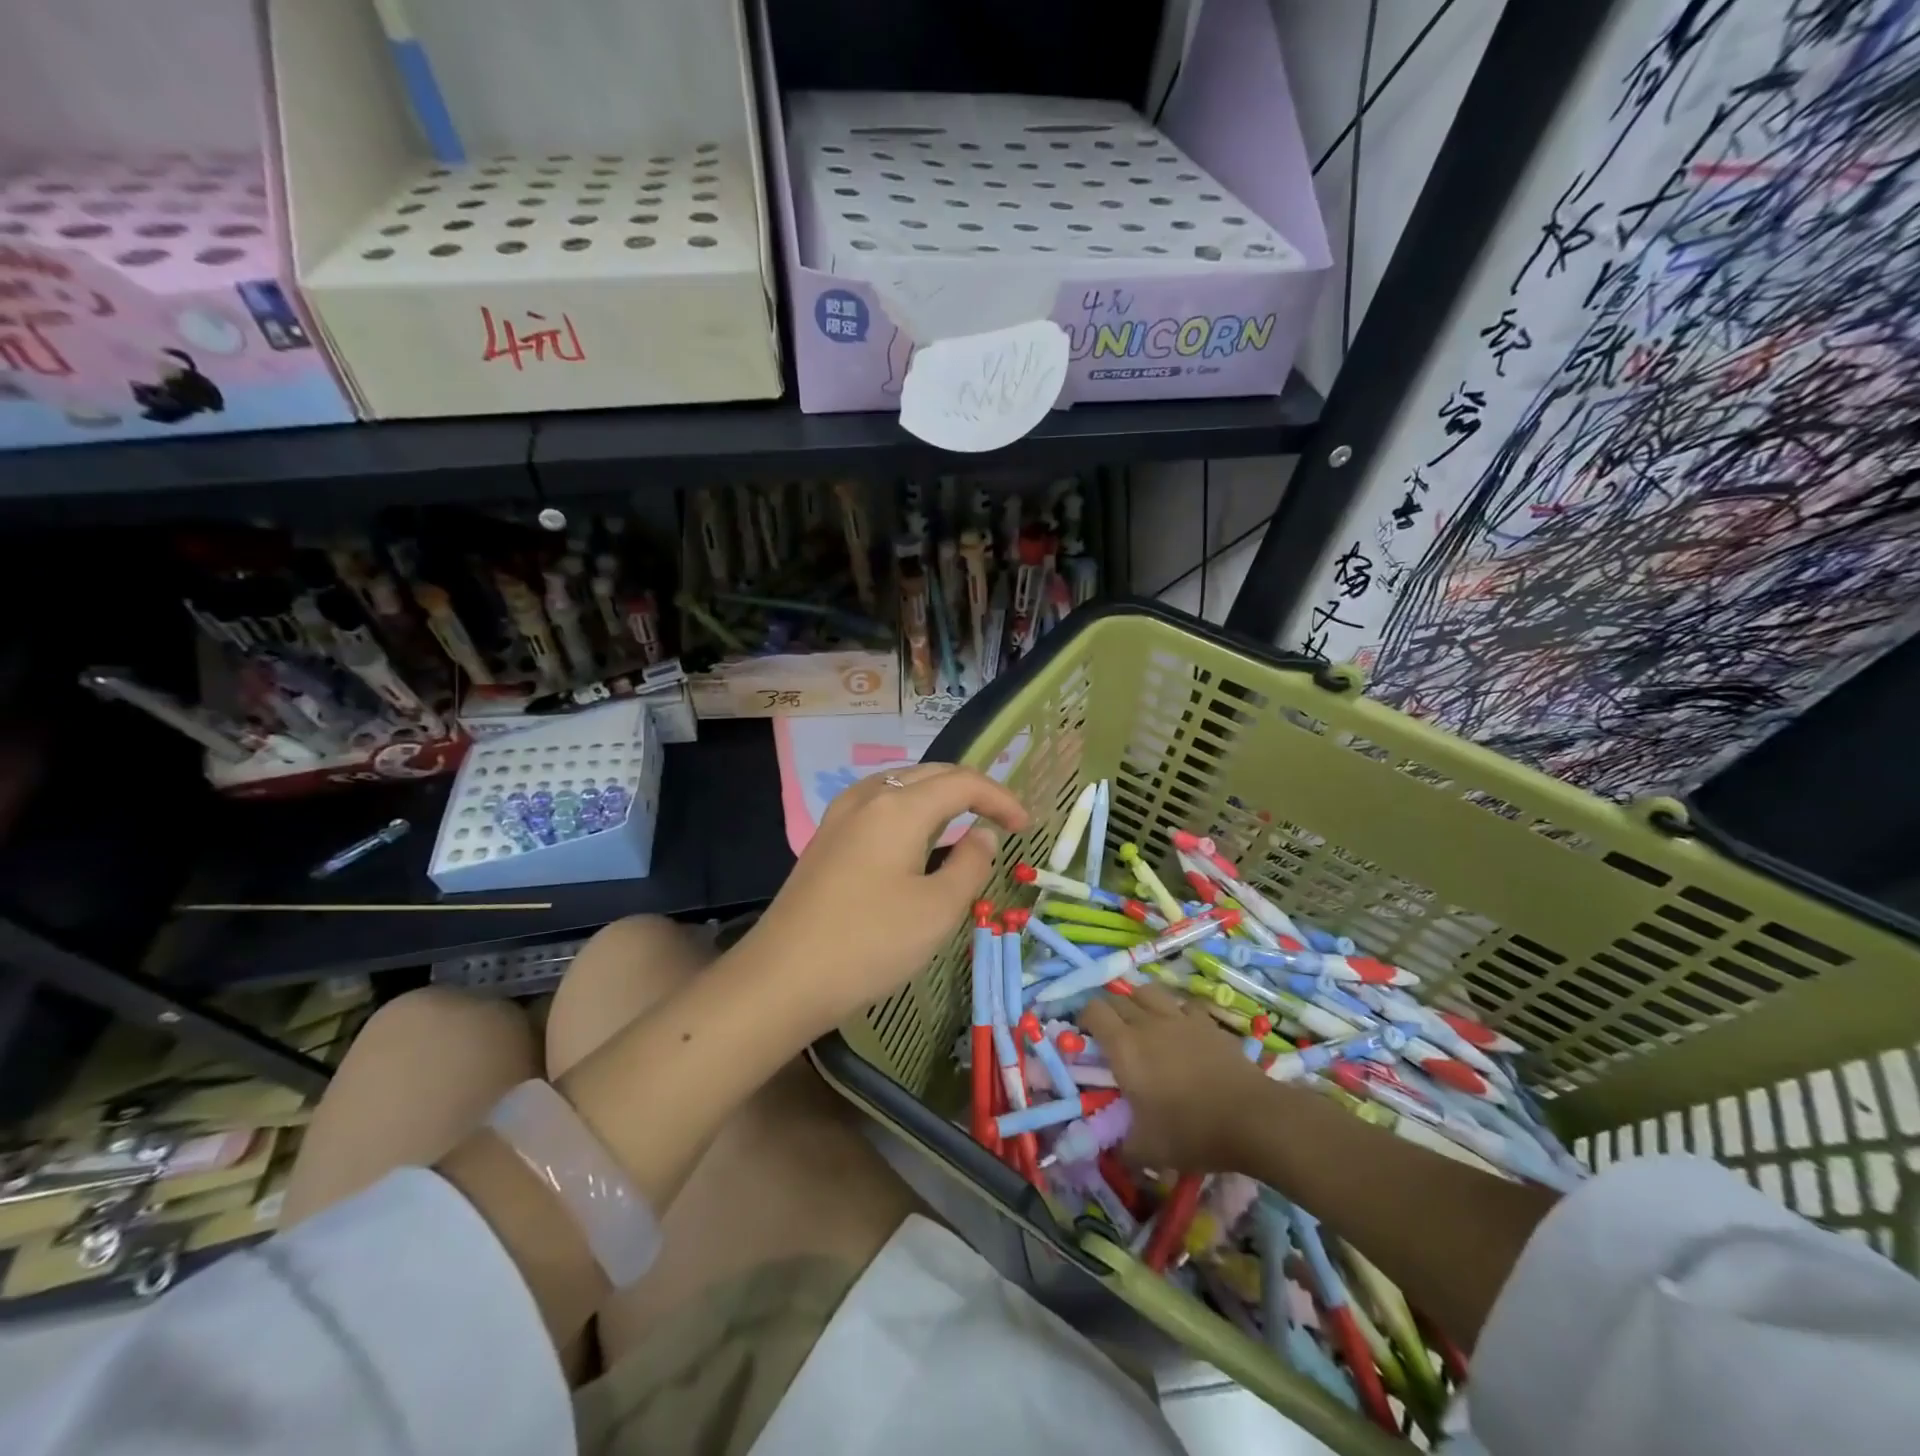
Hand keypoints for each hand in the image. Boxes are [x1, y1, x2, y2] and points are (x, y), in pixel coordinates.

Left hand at [733, 764, 1028, 1038]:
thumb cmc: (869, 944)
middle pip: (931, 774)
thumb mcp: (937, 910)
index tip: (1026, 826)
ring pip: (902, 786)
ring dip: (939, 797)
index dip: (1001, 798)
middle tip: (1002, 820)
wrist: (782, 978)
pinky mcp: (826, 838)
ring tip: (965, 824)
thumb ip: (971, 864)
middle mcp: (868, 798)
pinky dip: (911, 811)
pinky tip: (917, 841)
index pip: (963, 782)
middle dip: (972, 790)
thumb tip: (983, 834)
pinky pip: (879, 806)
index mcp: (899, 807)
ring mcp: (840, 816)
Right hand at [1081, 983, 1268, 1171]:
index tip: (1086, 1035)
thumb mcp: (1148, 1151)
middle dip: (1109, 1011)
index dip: (1085, 1018)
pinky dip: (1177, 1012)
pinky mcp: (1207, 1022)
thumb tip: (1116, 1152)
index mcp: (1124, 1047)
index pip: (1093, 1011)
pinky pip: (1184, 1004)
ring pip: (1149, 991)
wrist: (1250, 1118)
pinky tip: (1181, 1029)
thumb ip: (1124, 1148)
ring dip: (1139, 1002)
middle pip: (1118, 998)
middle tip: (1111, 1034)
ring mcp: (1179, 1018)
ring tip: (1143, 1021)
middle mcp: (1147, 1023)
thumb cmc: (1190, 1131)